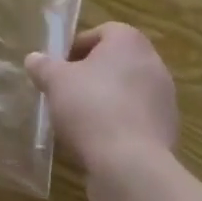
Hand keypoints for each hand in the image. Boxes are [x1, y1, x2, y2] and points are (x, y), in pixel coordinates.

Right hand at [26, 23, 176, 176]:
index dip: (76, 49)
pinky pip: (137, 121)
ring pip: (127, 93)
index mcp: (129, 41)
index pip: (101, 33)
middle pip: (115, 63)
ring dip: (106, 102)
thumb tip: (34, 59)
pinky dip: (120, 127)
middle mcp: (153, 63)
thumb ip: (44, 66)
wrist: (131, 166)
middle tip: (67, 93)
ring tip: (80, 123)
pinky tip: (99, 144)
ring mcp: (165, 100)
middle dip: (91, 76)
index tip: (59, 69)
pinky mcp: (167, 132)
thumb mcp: (56, 82)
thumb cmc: (91, 107)